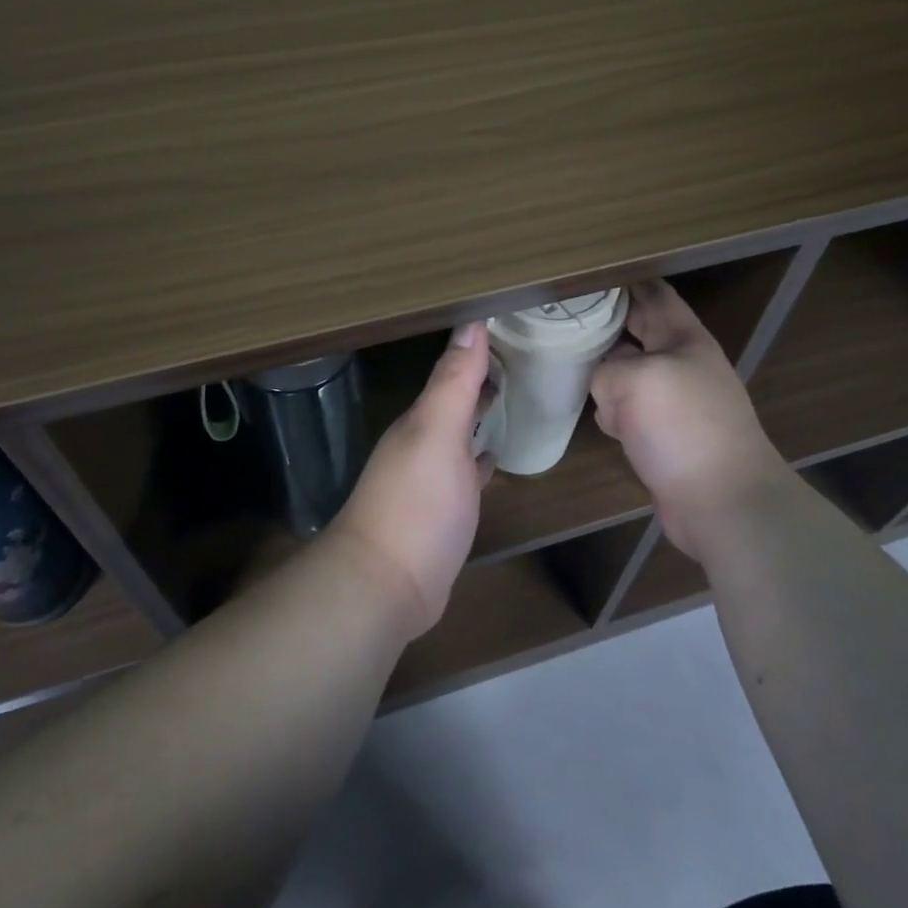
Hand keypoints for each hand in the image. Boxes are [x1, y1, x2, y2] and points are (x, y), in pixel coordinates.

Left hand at [331, 322, 494, 637]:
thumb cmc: (417, 503)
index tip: (510, 327)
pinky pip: (464, 474)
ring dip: (477, 416)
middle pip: (453, 402)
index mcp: (421, 421)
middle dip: (478, 380)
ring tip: (510, 397)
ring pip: (458, 435)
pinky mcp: (441, 513)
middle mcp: (421, 444)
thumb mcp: (437, 433)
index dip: (477, 351)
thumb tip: (471, 322)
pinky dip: (478, 459)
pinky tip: (492, 458)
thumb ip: (454, 381)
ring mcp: (429, 480)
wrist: (387, 585)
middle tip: (520, 358)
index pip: (451, 373)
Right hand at [590, 280, 788, 560]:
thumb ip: (607, 368)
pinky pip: (630, 412)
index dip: (622, 281)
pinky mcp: (664, 437)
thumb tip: (605, 385)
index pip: (652, 294)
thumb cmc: (683, 427)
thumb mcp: (635, 380)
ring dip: (604, 372)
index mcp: (685, 338)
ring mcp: (674, 403)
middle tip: (562, 318)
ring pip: (628, 373)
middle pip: (637, 332)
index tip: (584, 275)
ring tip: (569, 366)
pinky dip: (613, 413)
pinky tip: (599, 419)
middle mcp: (681, 364)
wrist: (722, 502)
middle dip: (605, 325)